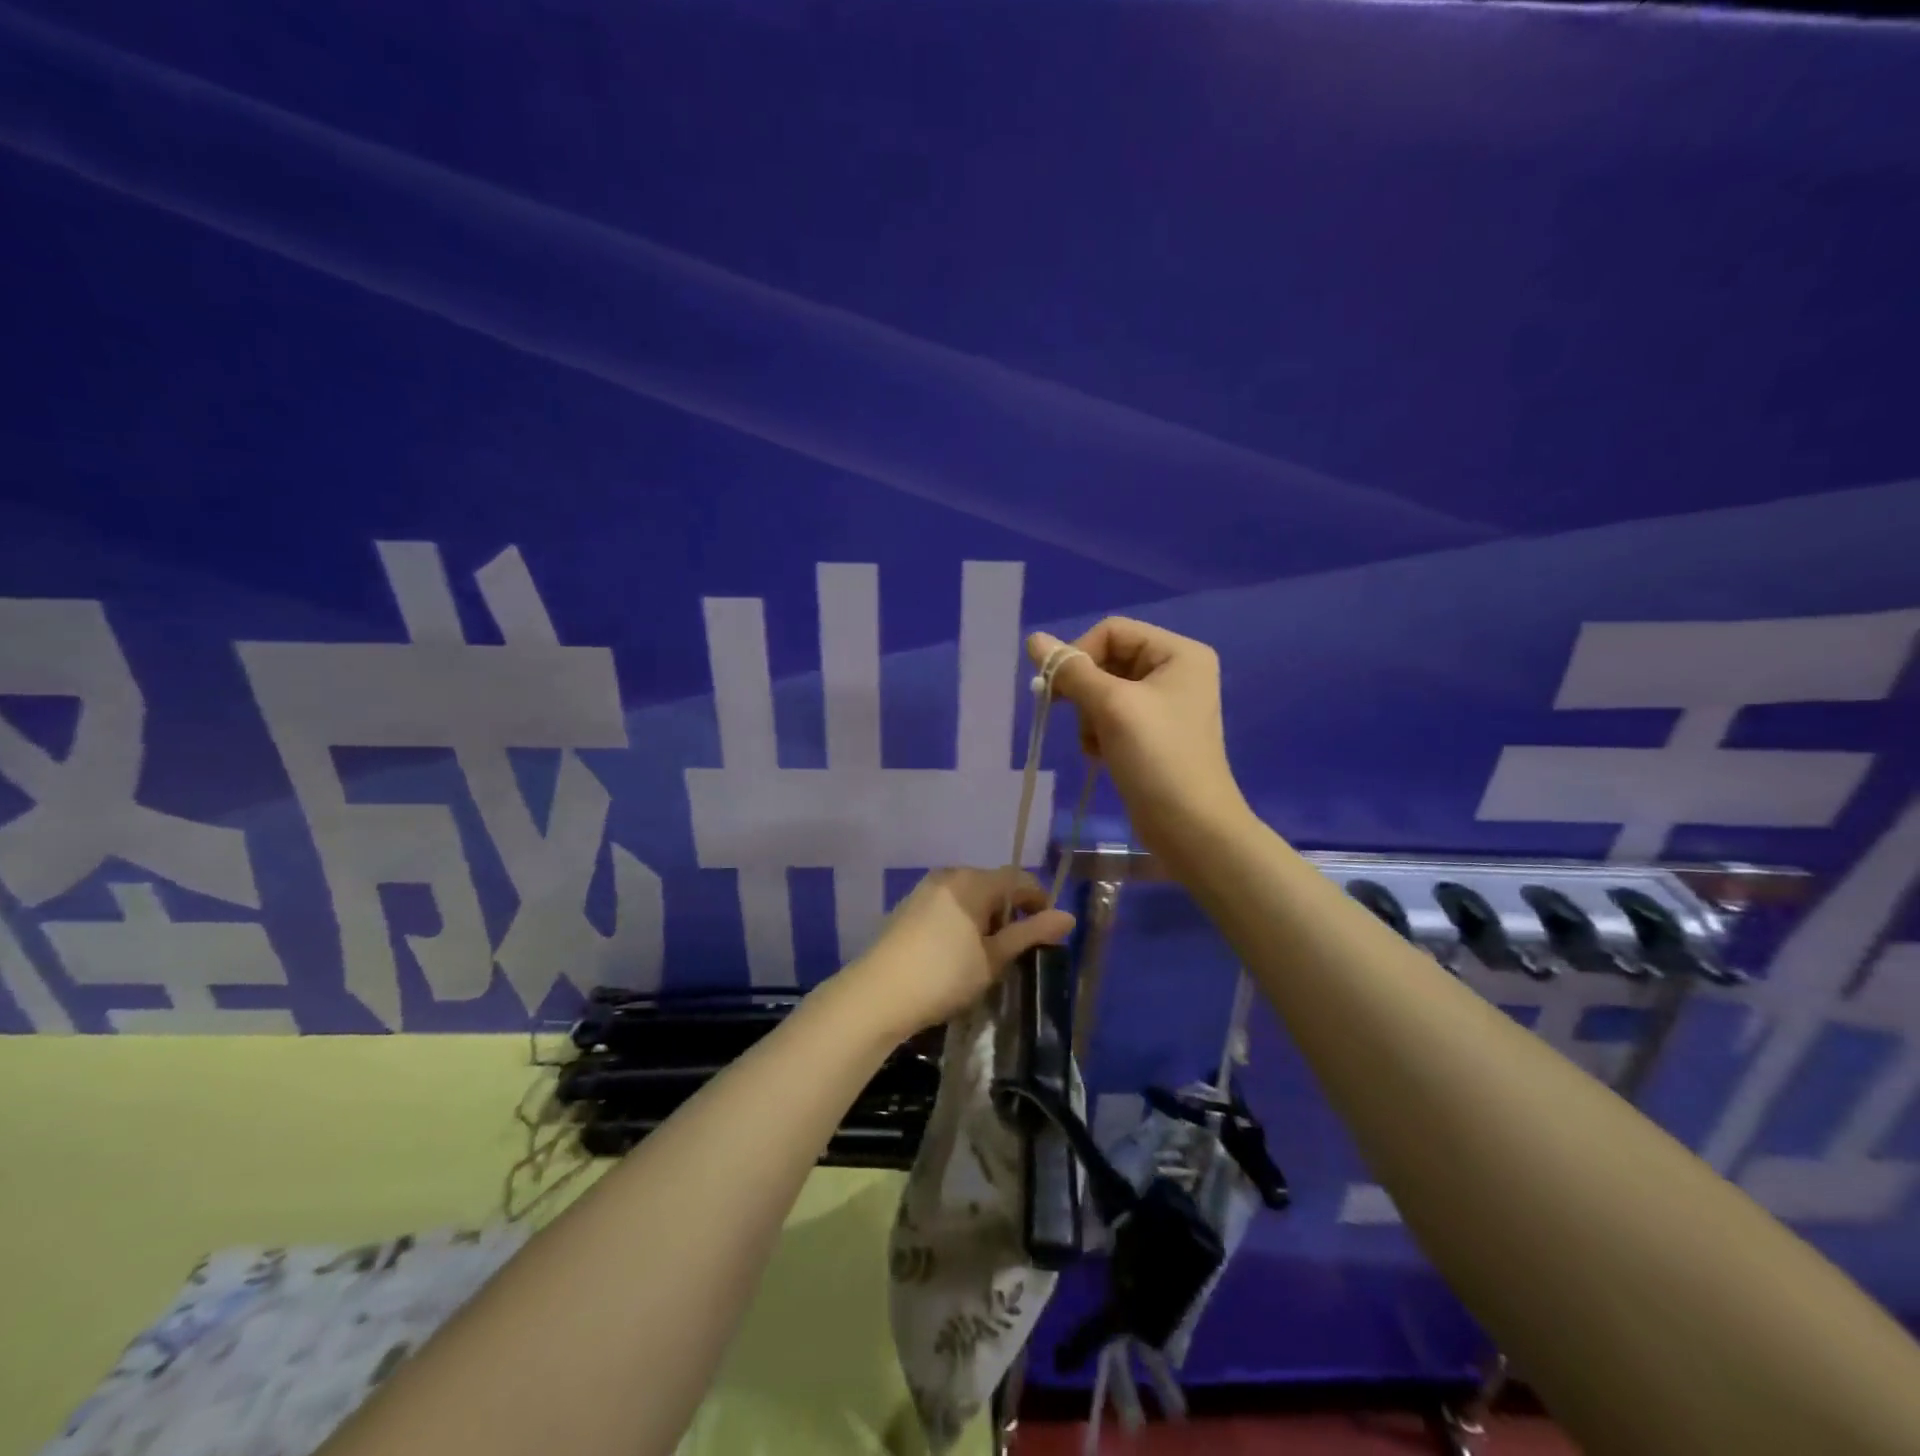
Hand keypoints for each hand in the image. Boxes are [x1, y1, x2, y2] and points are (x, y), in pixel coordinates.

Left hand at [835, 868, 1074, 1039]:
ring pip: (968, 895)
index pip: (1018, 879)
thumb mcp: (994, 958)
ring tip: (987, 953)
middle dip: (1009, 911)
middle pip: (992, 884)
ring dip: (984, 916)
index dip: (1038, 901)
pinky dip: (962, 920)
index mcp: (973, 881)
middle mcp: (949, 875)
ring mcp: (925, 889)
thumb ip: (1030, 933)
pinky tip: (958, 951)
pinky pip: (948, 904)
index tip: (1047, 932)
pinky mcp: (908, 906)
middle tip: (1016, 948)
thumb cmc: (944, 974)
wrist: (878, 994)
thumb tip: (1068, 916)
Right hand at [1028, 618, 1251, 862]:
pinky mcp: (1154, 734)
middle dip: (1086, 691)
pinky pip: (1112, 717)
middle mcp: (1175, 671)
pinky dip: (1099, 732)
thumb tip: (1033, 640)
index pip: (1112, 631)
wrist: (1190, 828)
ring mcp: (1165, 704)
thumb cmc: (1157, 758)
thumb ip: (1071, 671)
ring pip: (1104, 691)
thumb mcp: (1111, 706)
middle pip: (1107, 660)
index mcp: (1178, 653)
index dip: (1079, 654)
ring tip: (1096, 744)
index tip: (1058, 689)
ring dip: (1089, 716)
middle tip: (1075, 718)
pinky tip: (1101, 755)